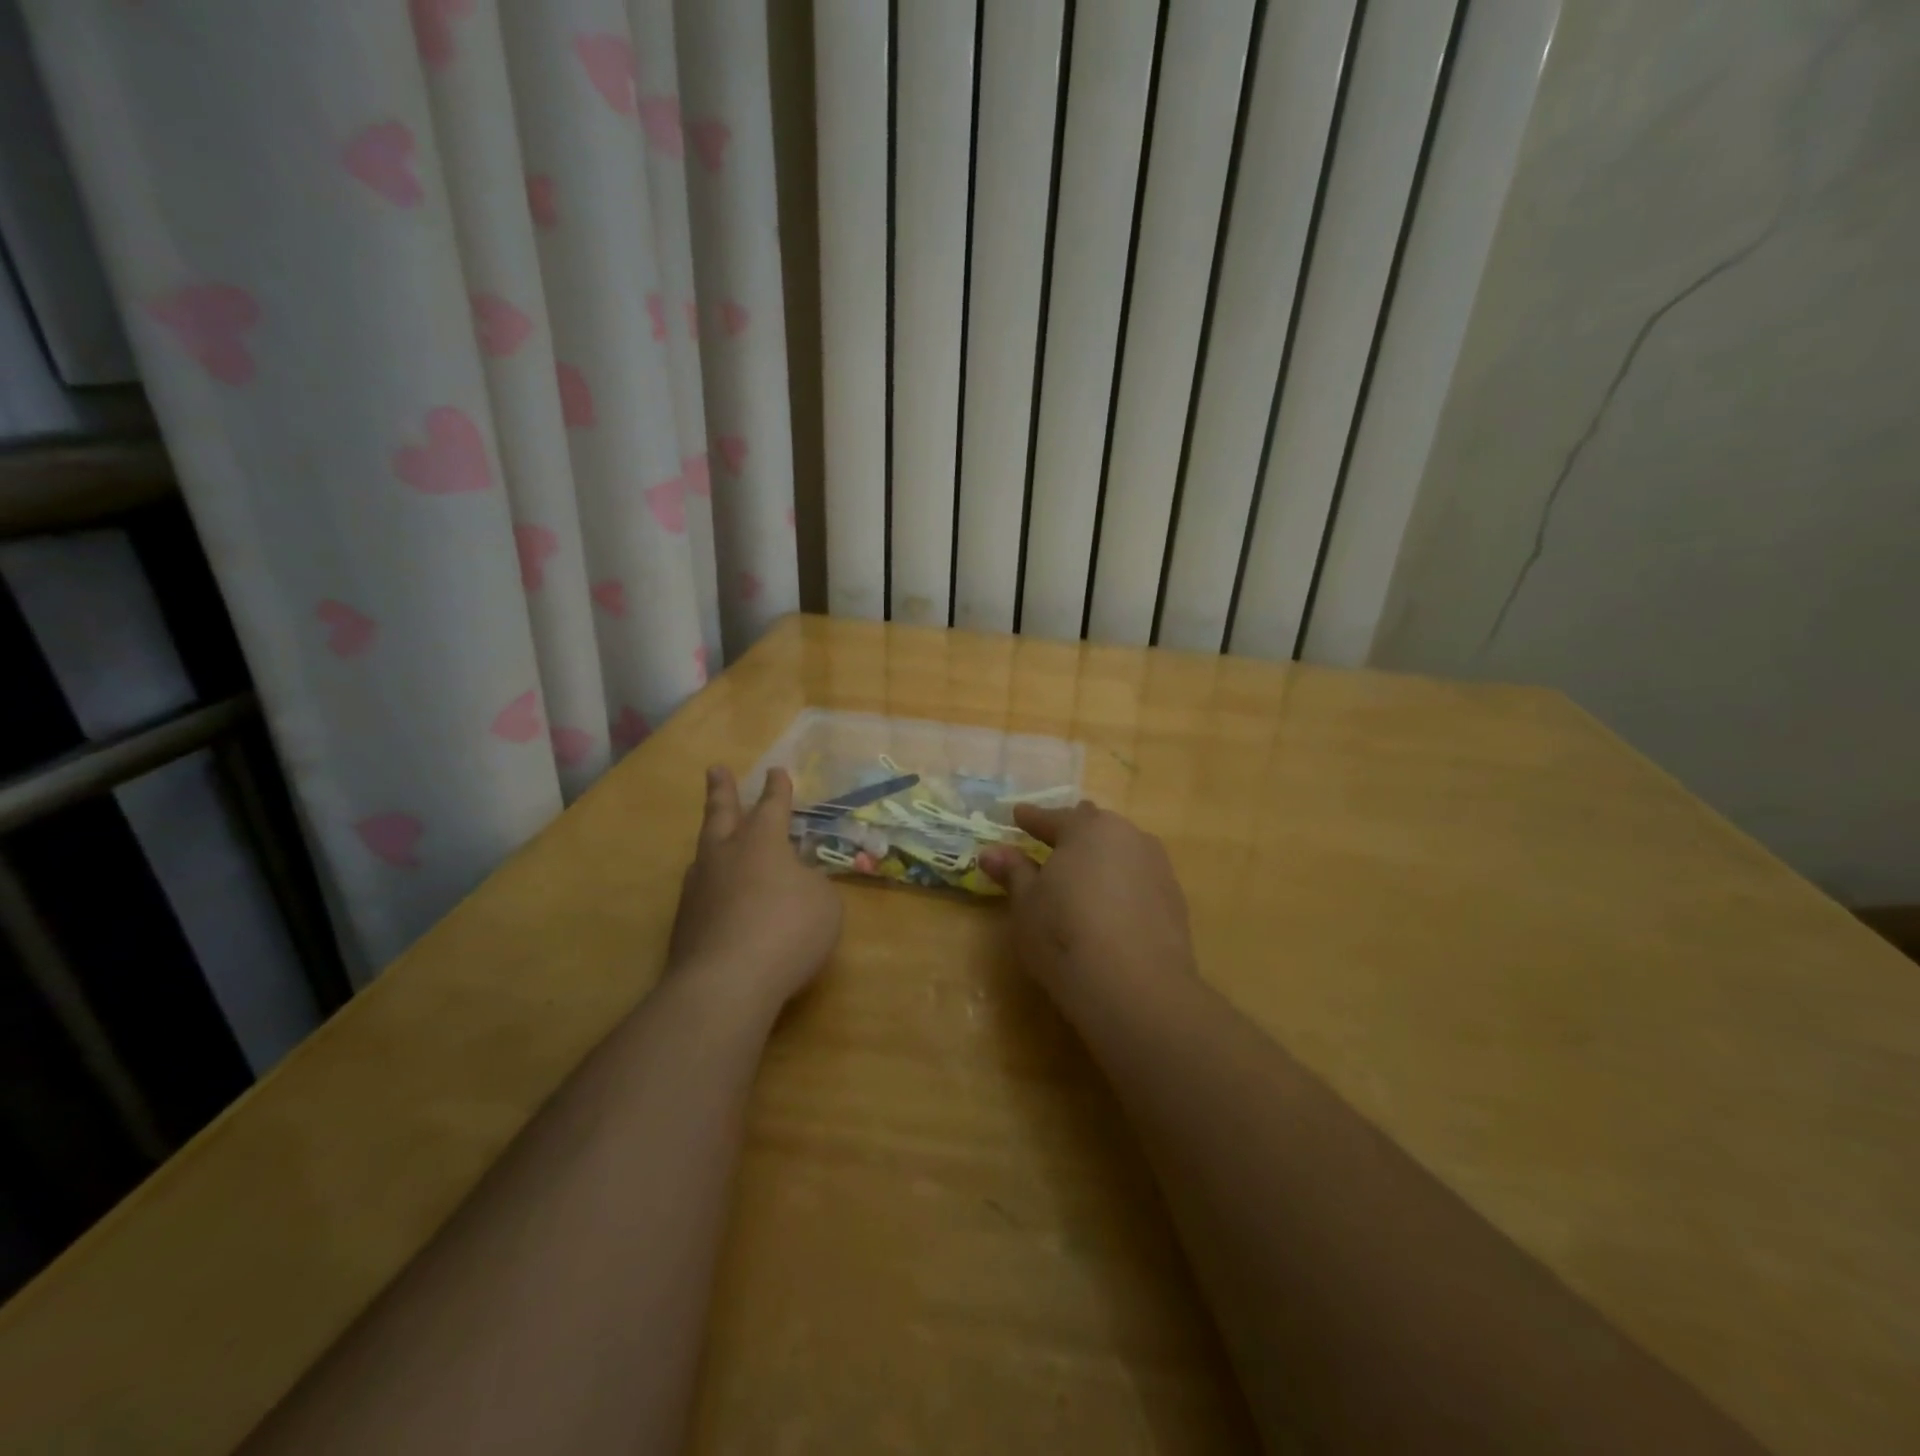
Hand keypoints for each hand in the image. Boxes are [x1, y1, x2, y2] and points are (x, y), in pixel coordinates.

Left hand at [668, 766, 842, 1011]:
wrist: (726, 982)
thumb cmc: (787, 930)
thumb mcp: (823, 904)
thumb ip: (811, 885)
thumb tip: (796, 882)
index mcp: (762, 842)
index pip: (772, 807)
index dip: (778, 789)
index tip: (776, 772)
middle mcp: (725, 855)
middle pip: (722, 814)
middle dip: (722, 791)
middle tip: (715, 769)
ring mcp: (698, 888)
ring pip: (704, 851)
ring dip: (711, 838)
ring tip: (714, 835)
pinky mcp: (684, 922)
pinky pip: (700, 890)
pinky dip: (710, 883)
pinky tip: (714, 894)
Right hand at [979, 802, 1194, 1005]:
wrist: (1136, 986)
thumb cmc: (1064, 934)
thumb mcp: (1026, 904)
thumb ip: (1013, 872)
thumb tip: (991, 851)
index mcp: (1087, 829)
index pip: (1053, 818)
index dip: (1032, 818)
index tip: (1018, 814)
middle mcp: (1127, 837)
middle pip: (1094, 827)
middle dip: (1074, 831)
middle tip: (1054, 840)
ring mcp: (1157, 867)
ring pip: (1122, 851)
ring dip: (1102, 857)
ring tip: (1085, 873)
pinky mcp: (1175, 899)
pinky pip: (1140, 879)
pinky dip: (1122, 884)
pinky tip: (1112, 904)